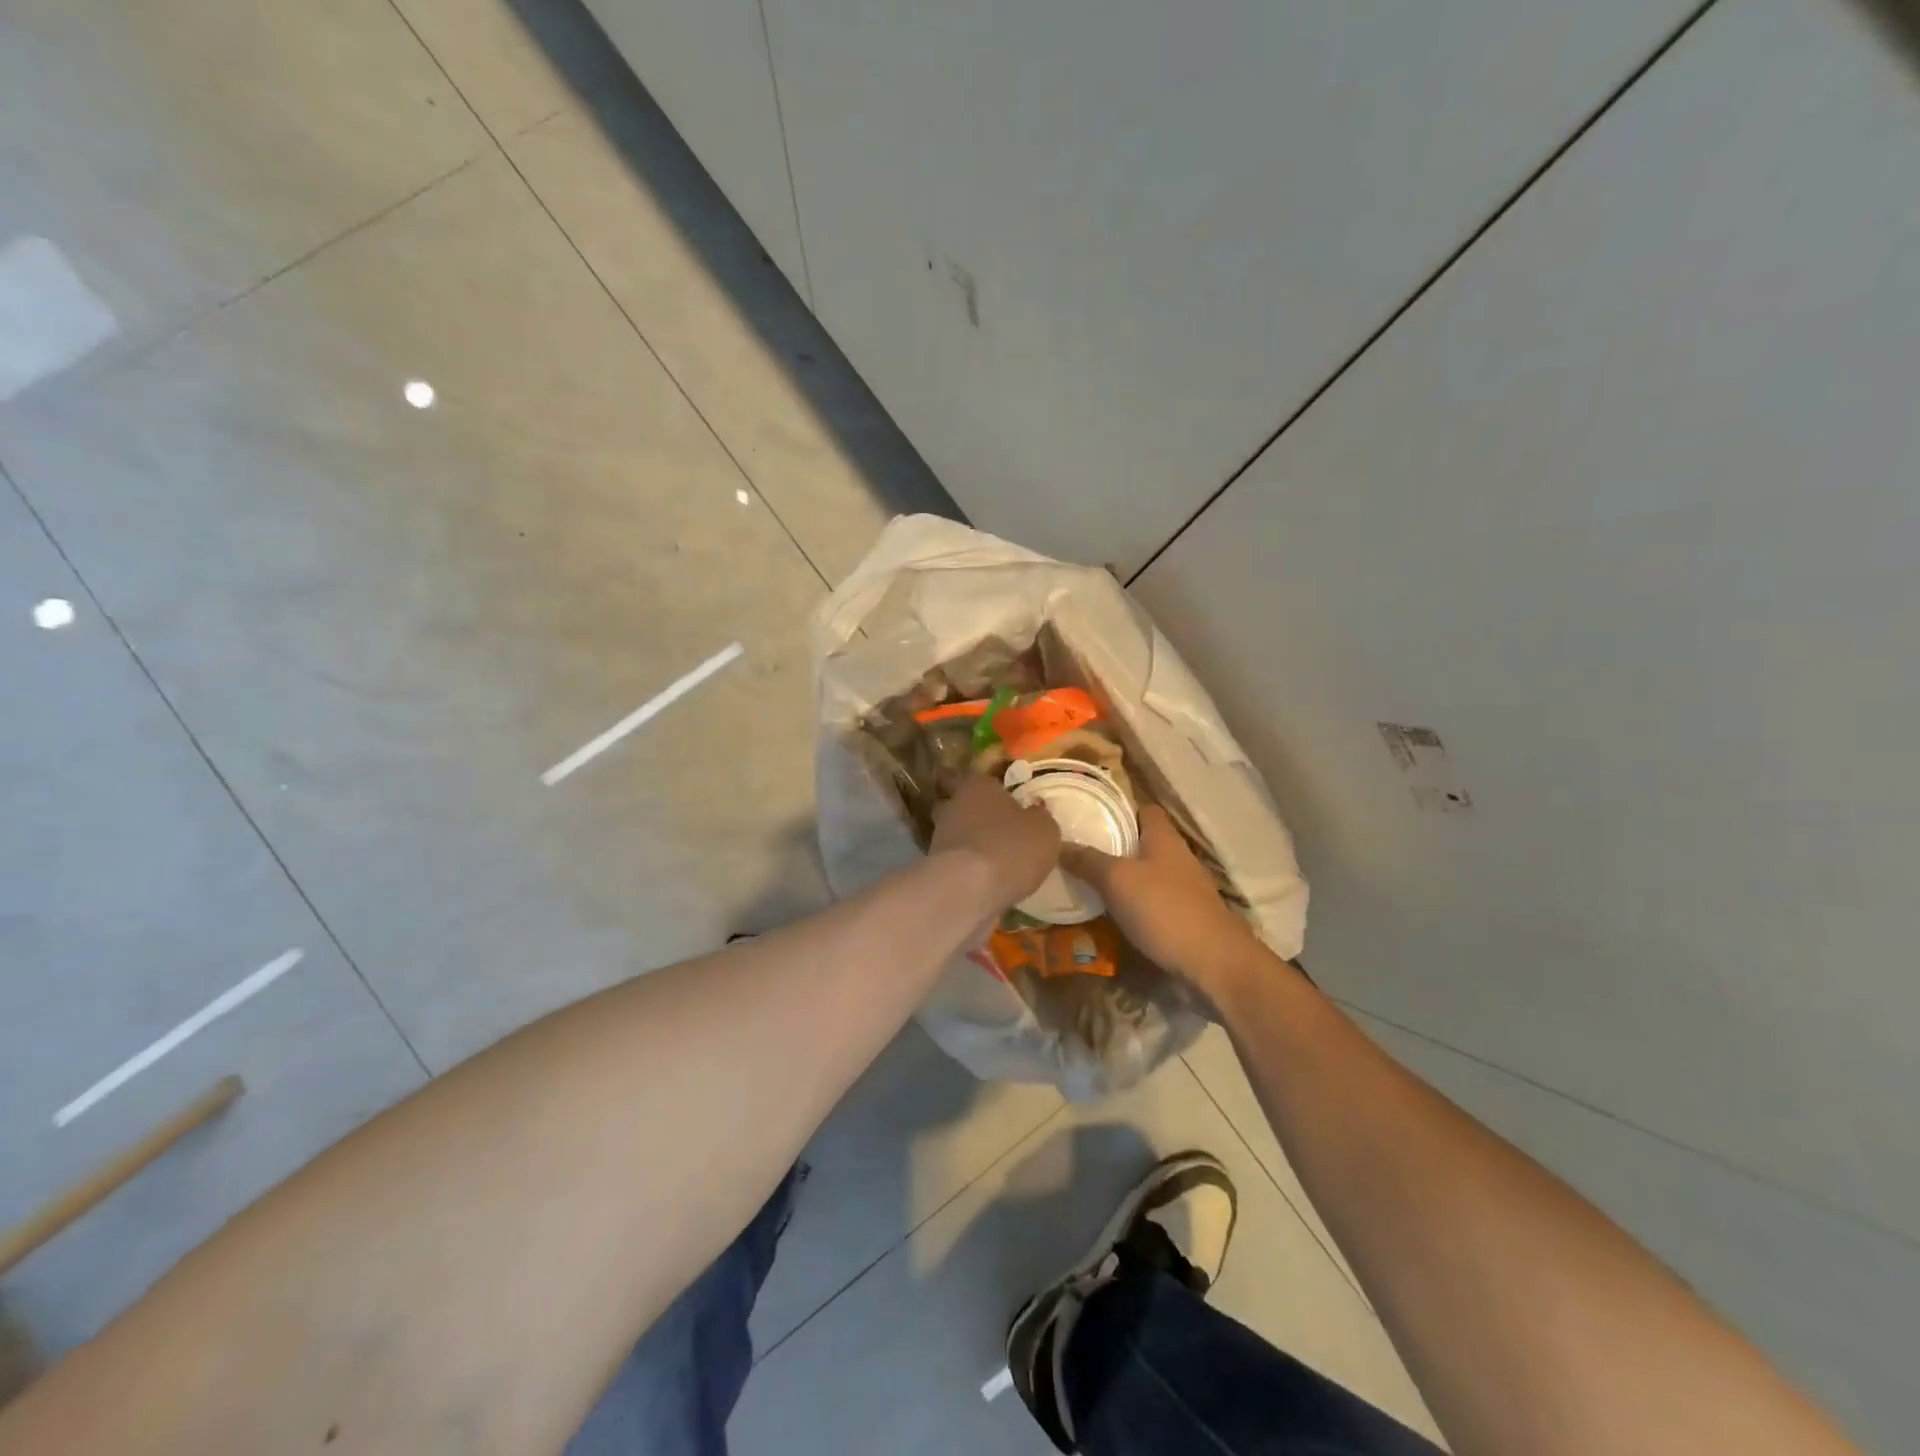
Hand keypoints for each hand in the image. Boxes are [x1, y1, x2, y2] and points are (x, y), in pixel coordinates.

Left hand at [930, 775, 1061, 911]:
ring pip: (957, 834)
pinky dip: (967, 869)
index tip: (1006, 800)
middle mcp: (953, 806)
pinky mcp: (935, 868)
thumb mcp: (1044, 830)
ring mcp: (940, 837)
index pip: (981, 778)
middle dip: (977, 815)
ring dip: (972, 844)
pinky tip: (985, 881)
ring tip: (995, 860)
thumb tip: (1033, 815)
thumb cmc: (1010, 847)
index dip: (994, 789)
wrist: (967, 891)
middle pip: (962, 805)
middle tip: (999, 829)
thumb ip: (1039, 818)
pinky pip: (955, 862)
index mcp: (977, 786)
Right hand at [1062, 805, 1262, 993]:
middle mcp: (1176, 858)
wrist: (1214, 964)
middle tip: (1074, 847)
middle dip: (1112, 843)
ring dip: (1120, 876)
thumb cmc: (1165, 909)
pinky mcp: (1183, 918)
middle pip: (1142, 841)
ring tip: (1083, 879)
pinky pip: (1150, 902)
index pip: (1143, 808)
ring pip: (1145, 873)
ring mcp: (1183, 890)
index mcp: (1164, 838)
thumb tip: (1057, 843)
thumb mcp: (1117, 880)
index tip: (1087, 811)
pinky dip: (1130, 904)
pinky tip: (1107, 913)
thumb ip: (1088, 860)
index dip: (1118, 806)